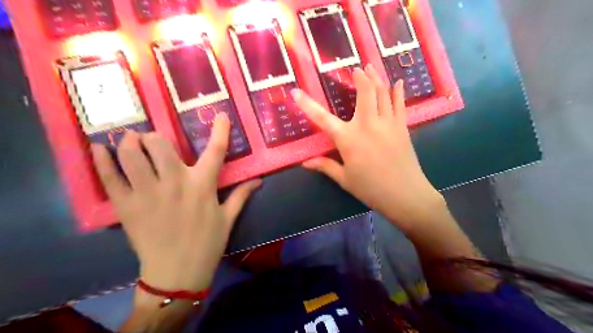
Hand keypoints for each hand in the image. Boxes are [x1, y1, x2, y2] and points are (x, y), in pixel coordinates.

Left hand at [91, 113, 260, 292]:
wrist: (178, 273)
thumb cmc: (207, 243)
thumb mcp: (228, 218)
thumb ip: (241, 195)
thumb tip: (259, 180)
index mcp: (203, 186)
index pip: (216, 150)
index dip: (220, 130)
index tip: (221, 115)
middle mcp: (175, 183)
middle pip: (160, 145)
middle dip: (155, 137)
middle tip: (153, 141)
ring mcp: (148, 193)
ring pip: (132, 155)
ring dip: (129, 142)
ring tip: (130, 140)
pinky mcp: (127, 206)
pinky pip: (109, 178)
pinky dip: (100, 161)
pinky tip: (97, 149)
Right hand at [291, 65, 444, 230]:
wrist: (404, 194)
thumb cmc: (370, 188)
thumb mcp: (344, 178)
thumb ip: (325, 166)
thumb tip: (305, 162)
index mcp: (348, 139)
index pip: (322, 118)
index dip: (307, 104)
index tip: (296, 92)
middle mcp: (367, 124)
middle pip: (364, 92)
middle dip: (360, 77)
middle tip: (357, 68)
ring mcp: (387, 123)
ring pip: (383, 93)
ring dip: (377, 77)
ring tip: (372, 66)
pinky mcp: (402, 127)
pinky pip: (400, 104)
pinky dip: (398, 92)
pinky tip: (398, 82)